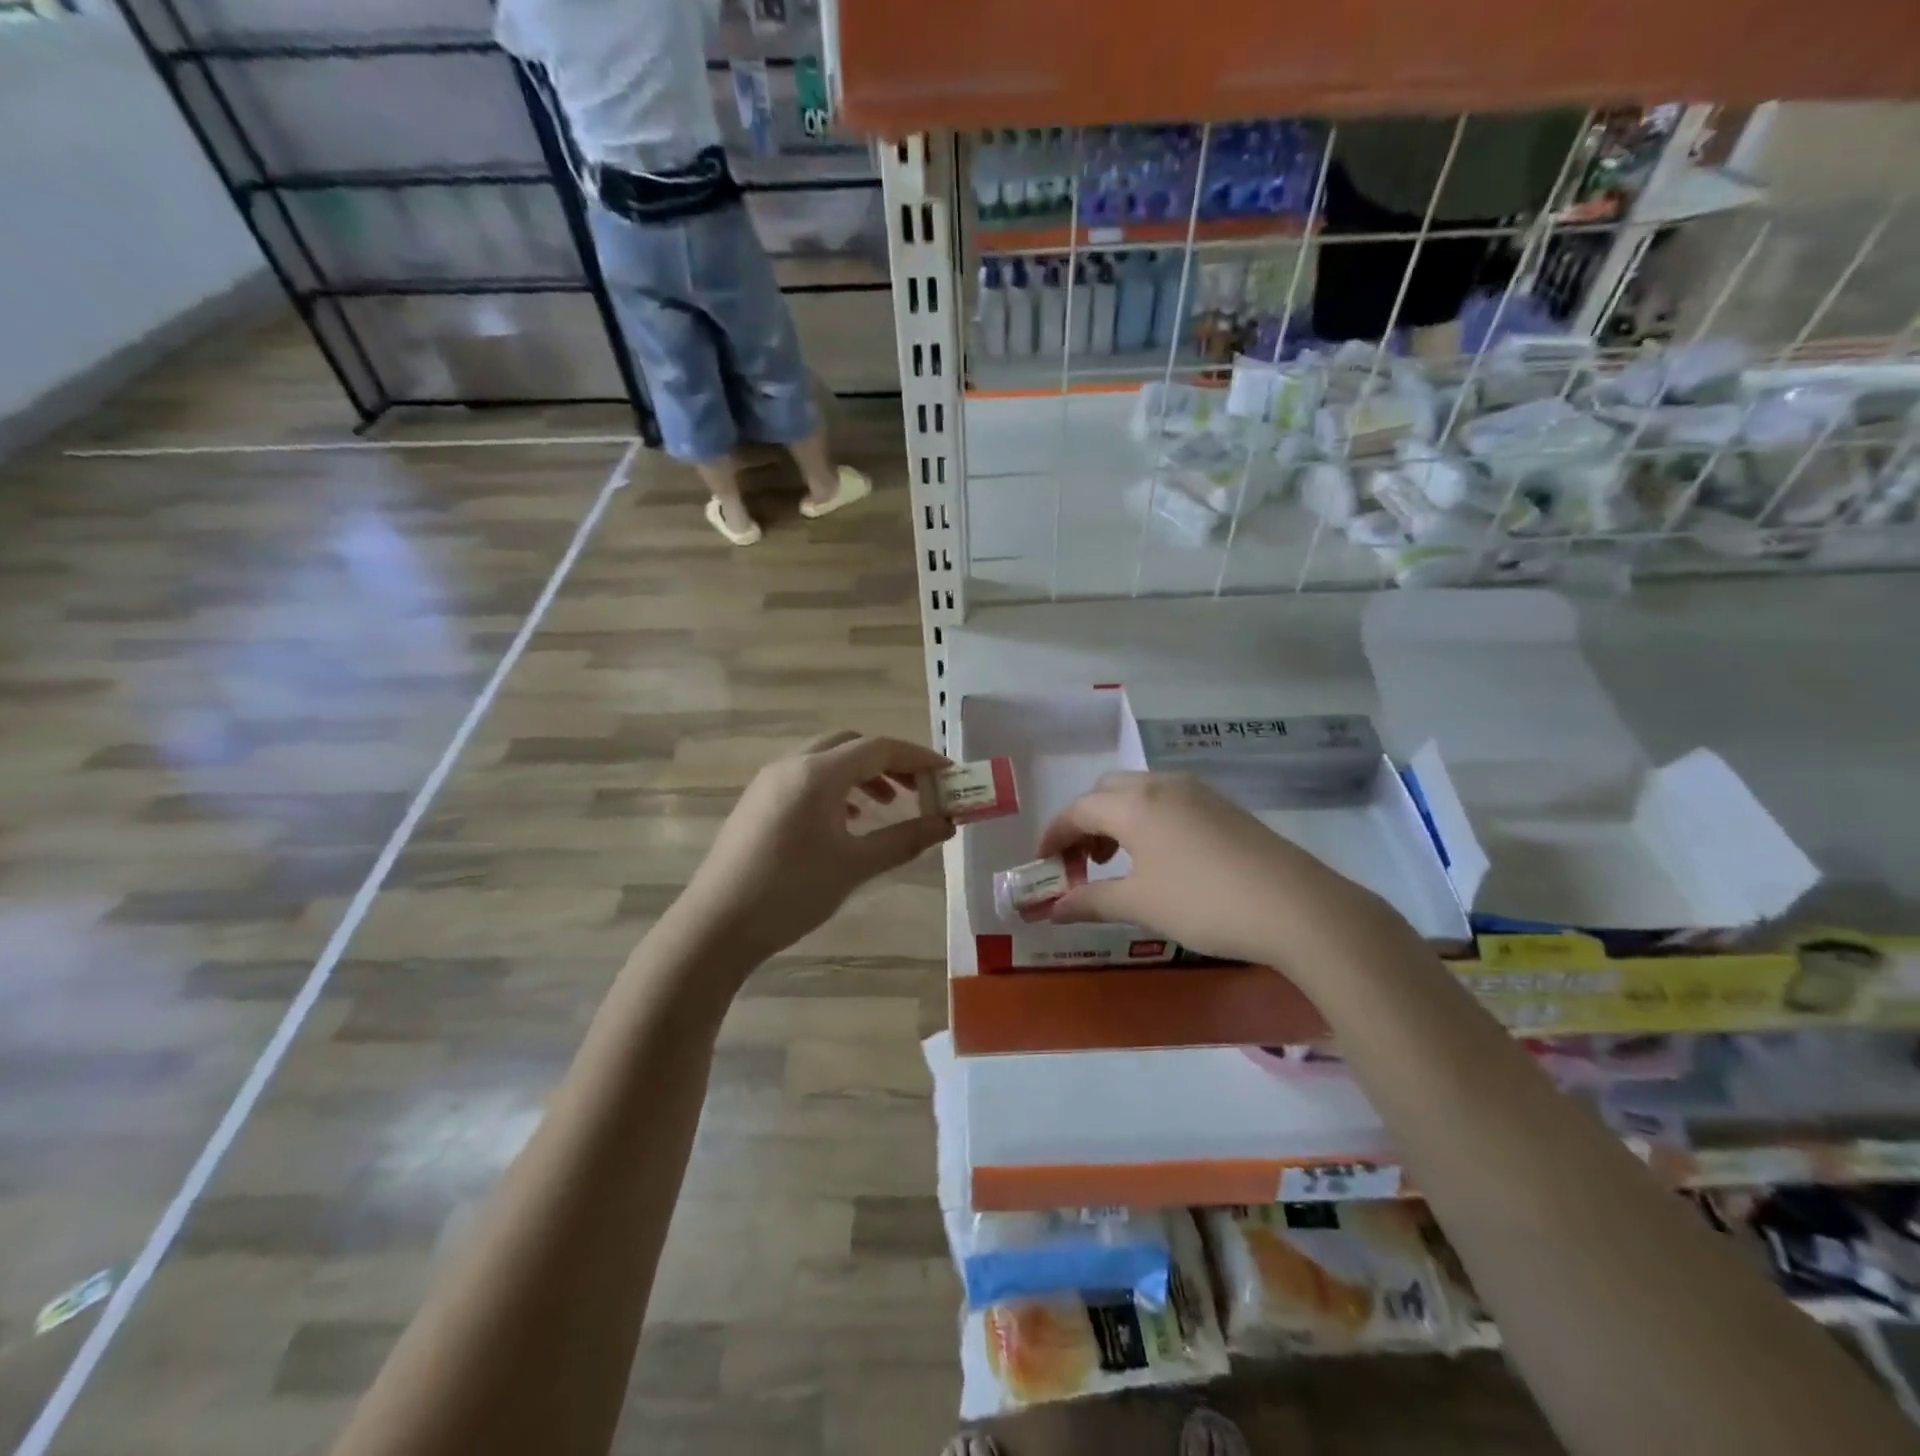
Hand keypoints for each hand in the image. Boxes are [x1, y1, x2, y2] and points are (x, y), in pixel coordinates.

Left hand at [673, 731, 953, 971]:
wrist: (716, 926)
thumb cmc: (791, 892)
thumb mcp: (855, 866)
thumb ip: (905, 839)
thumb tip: (947, 824)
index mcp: (817, 773)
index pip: (879, 748)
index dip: (919, 758)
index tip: (948, 775)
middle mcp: (792, 765)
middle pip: (852, 745)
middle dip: (890, 763)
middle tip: (919, 790)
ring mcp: (769, 782)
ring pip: (827, 760)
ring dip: (862, 775)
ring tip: (887, 807)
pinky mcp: (757, 802)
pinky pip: (806, 778)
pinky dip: (836, 788)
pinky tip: (847, 821)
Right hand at [1038, 771, 1403, 967]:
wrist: (1296, 906)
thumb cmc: (1204, 903)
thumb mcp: (1141, 905)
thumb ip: (1091, 901)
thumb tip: (1052, 908)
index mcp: (1134, 804)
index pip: (1077, 810)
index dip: (1054, 836)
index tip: (1042, 864)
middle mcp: (1162, 785)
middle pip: (1106, 792)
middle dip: (1085, 823)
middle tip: (1082, 863)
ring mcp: (1197, 792)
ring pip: (1139, 793)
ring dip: (1116, 820)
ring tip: (1118, 863)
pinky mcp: (1223, 806)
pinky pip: (1168, 801)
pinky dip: (1147, 821)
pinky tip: (1160, 858)